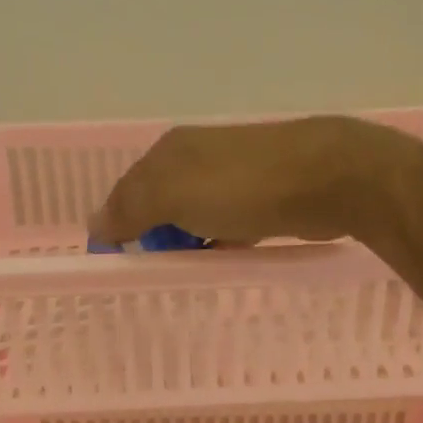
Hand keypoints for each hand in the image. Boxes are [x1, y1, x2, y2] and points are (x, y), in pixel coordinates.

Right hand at [90, 116, 396, 246]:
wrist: (327, 179)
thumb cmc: (242, 188)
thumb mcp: (173, 195)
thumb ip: (131, 208)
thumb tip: (95, 224)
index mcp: (171, 151)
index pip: (128, 190)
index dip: (118, 224)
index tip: (119, 260)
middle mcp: (199, 156)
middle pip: (161, 203)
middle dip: (155, 235)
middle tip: (155, 270)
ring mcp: (235, 174)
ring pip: (195, 215)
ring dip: (188, 242)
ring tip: (186, 271)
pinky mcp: (265, 196)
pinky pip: (228, 224)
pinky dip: (220, 242)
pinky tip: (223, 259)